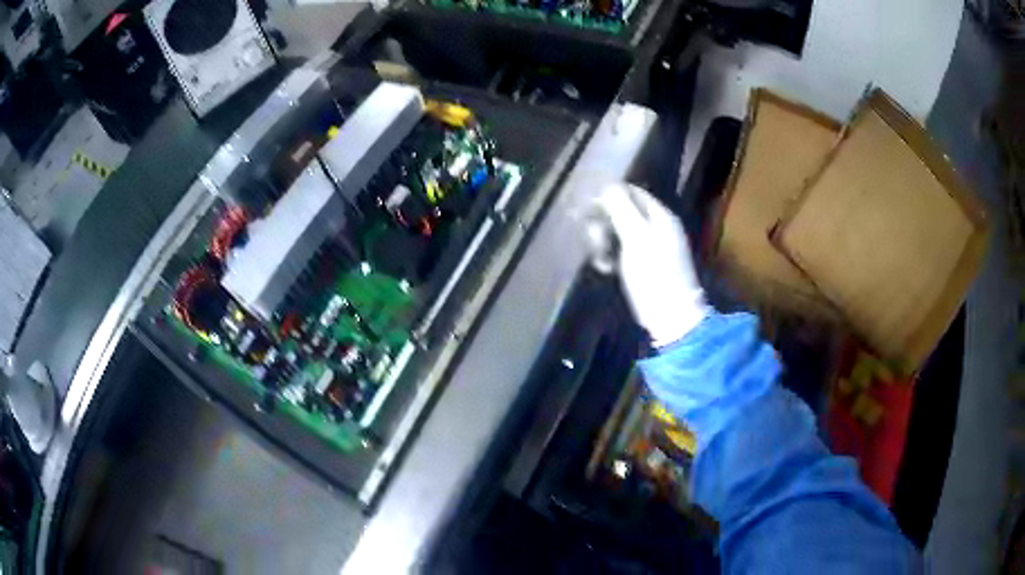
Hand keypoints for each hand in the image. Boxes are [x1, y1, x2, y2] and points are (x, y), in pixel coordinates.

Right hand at [591, 183, 707, 346]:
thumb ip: (621, 208)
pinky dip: (612, 256)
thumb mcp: (636, 238)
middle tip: (595, 242)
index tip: (588, 215)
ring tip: (601, 261)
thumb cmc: (654, 276)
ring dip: (604, 242)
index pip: (629, 191)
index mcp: (659, 215)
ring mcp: (652, 245)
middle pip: (622, 210)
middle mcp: (657, 225)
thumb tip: (605, 186)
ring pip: (619, 231)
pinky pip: (623, 249)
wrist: (672, 317)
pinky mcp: (646, 264)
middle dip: (603, 224)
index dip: (606, 198)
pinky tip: (606, 269)